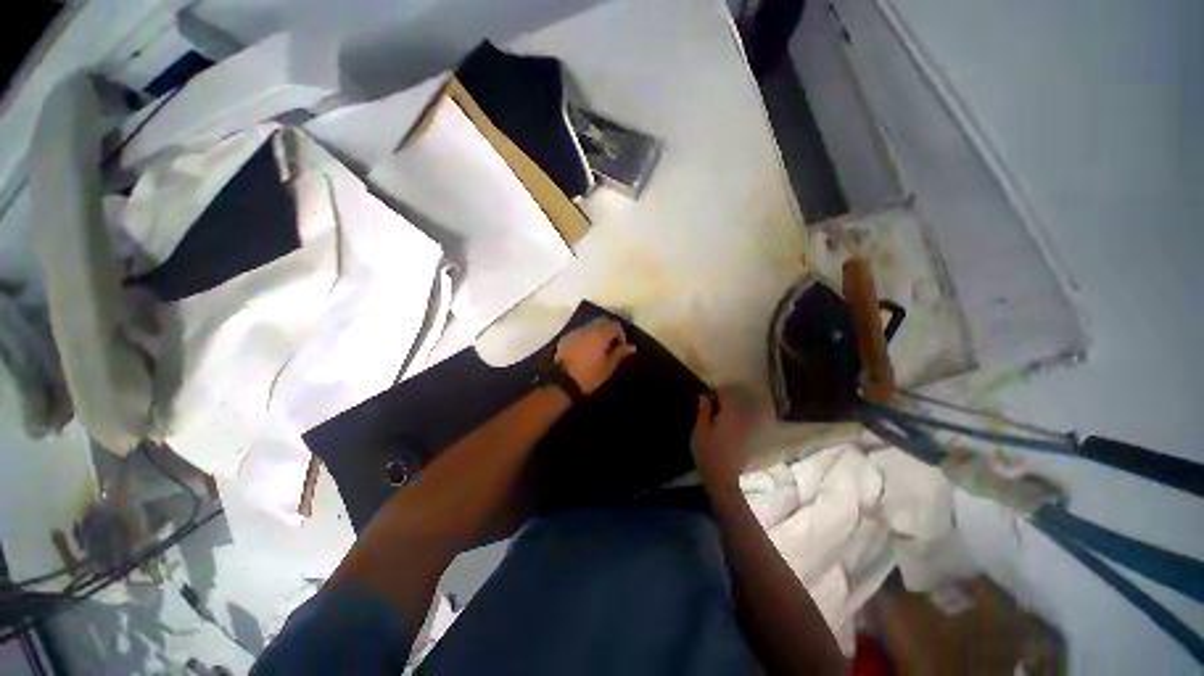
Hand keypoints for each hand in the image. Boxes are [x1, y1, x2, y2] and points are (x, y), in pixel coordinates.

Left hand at [554, 318, 636, 393]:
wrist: (562, 383)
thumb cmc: (589, 375)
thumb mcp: (608, 366)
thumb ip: (620, 353)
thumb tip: (631, 347)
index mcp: (599, 334)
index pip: (614, 325)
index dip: (621, 334)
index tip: (620, 347)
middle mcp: (587, 328)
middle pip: (602, 322)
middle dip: (610, 331)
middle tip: (612, 346)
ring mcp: (575, 332)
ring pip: (591, 326)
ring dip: (598, 334)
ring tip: (599, 350)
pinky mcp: (566, 338)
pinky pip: (581, 333)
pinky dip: (587, 338)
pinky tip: (586, 352)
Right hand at [691, 387, 754, 489]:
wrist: (722, 479)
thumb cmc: (707, 452)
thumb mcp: (700, 430)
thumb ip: (704, 412)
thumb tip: (705, 397)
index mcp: (729, 415)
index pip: (726, 395)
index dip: (715, 391)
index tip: (706, 394)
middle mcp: (740, 420)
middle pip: (732, 404)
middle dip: (720, 401)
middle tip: (706, 404)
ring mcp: (744, 431)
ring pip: (735, 414)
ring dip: (724, 412)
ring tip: (711, 416)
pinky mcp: (744, 441)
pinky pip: (736, 424)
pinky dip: (728, 421)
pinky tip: (718, 429)